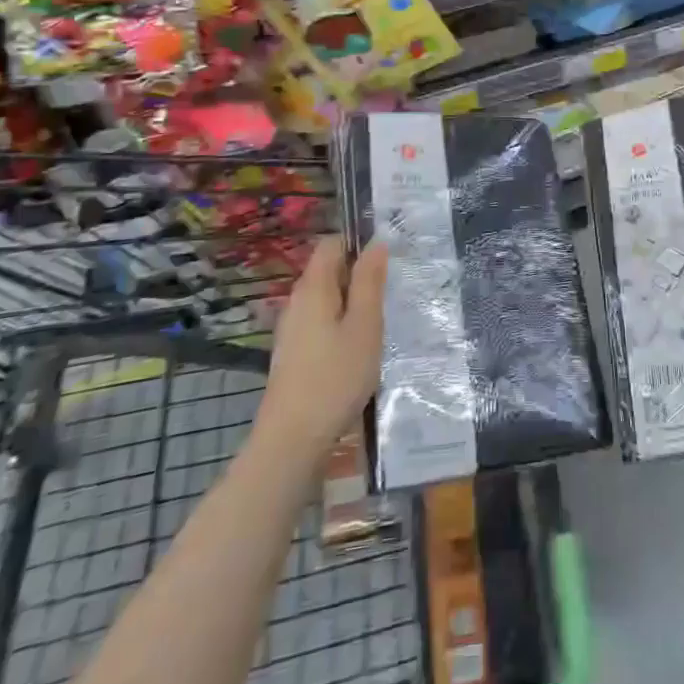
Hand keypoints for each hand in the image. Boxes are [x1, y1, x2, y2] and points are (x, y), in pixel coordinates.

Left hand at [258, 235, 386, 466]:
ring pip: (326, 299)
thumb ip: (369, 282)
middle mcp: (297, 301)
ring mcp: (291, 329)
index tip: (388, 260)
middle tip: (391, 293)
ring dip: (353, 304)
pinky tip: (358, 349)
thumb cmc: (335, 378)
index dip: (359, 244)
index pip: (332, 243)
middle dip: (360, 275)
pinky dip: (341, 325)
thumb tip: (375, 243)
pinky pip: (320, 322)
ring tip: (380, 322)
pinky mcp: (292, 353)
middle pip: (329, 271)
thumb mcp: (365, 326)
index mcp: (313, 287)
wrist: (291, 441)